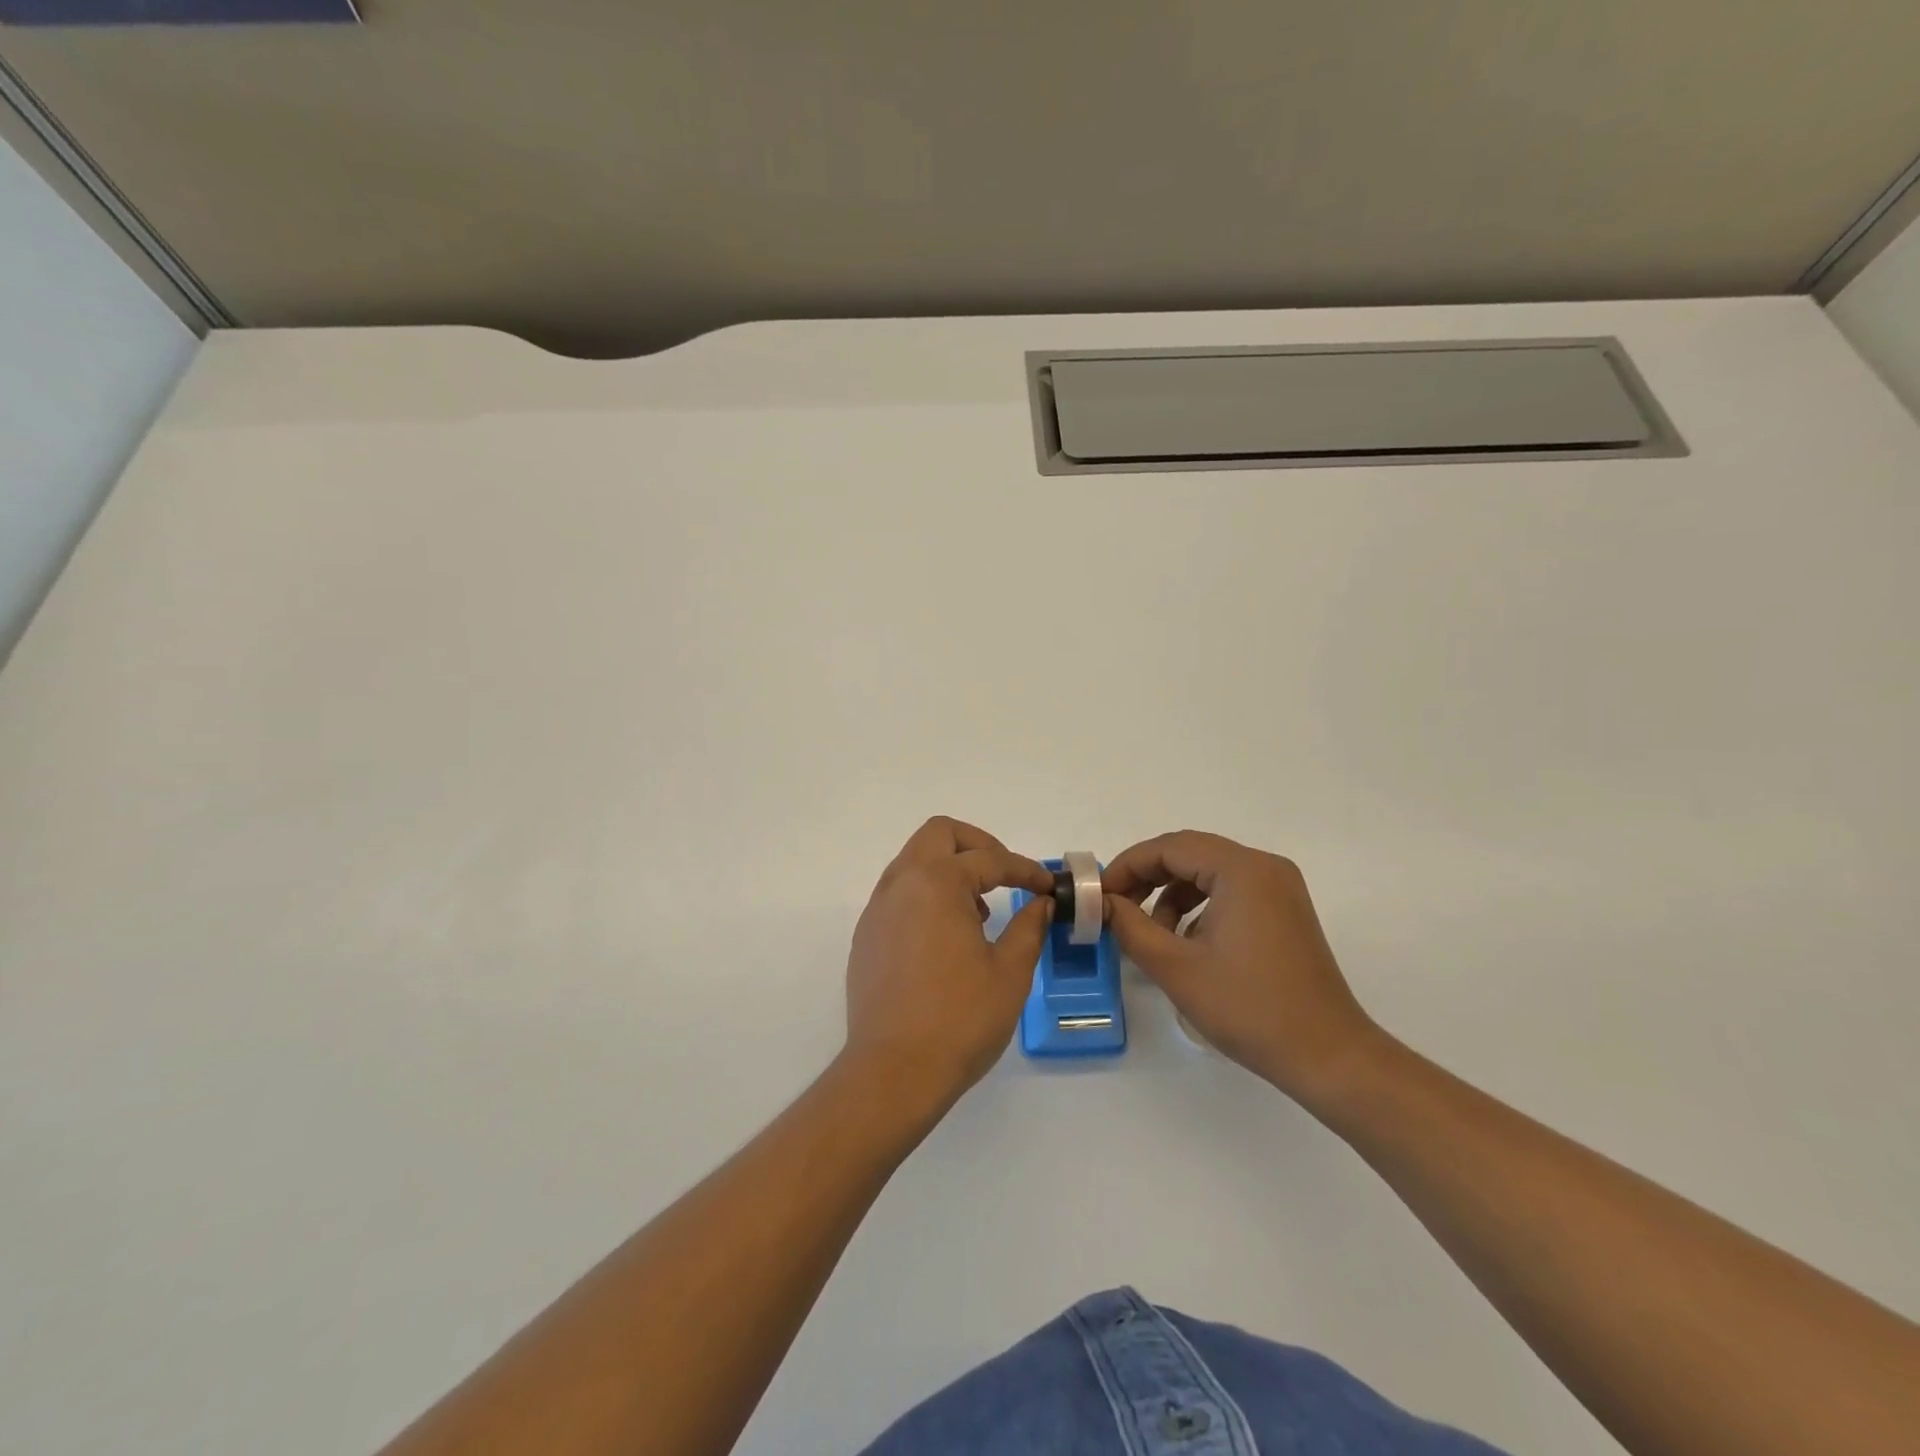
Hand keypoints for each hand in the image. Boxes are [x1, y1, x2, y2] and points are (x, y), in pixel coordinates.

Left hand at [842, 817, 1054, 1117]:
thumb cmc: (960, 1019)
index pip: (989, 858)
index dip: (1024, 868)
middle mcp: (901, 884)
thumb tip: (1041, 904)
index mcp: (937, 884)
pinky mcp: (866, 936)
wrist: (893, 1072)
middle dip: (978, 845)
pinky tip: (947, 936)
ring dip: (949, 868)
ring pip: (913, 861)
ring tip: (979, 910)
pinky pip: (899, 893)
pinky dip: (927, 894)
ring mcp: (877, 909)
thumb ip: (1028, 927)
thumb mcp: (1009, 972)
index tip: (1047, 885)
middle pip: (939, 834)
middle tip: (1005, 875)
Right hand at [1103, 831, 1380, 1104]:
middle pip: (1189, 853)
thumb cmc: (1248, 1008)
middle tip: (1116, 907)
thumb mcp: (1175, 967)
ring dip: (1171, 893)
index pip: (1170, 847)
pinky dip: (1199, 906)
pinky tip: (1186, 942)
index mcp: (1242, 870)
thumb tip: (1103, 903)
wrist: (1327, 1056)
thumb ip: (1130, 926)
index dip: (1128, 866)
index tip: (1099, 895)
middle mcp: (1264, 867)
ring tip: (1152, 933)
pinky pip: (1229, 890)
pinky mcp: (1285, 910)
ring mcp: (1279, 888)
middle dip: (1147, 877)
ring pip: (1208, 872)